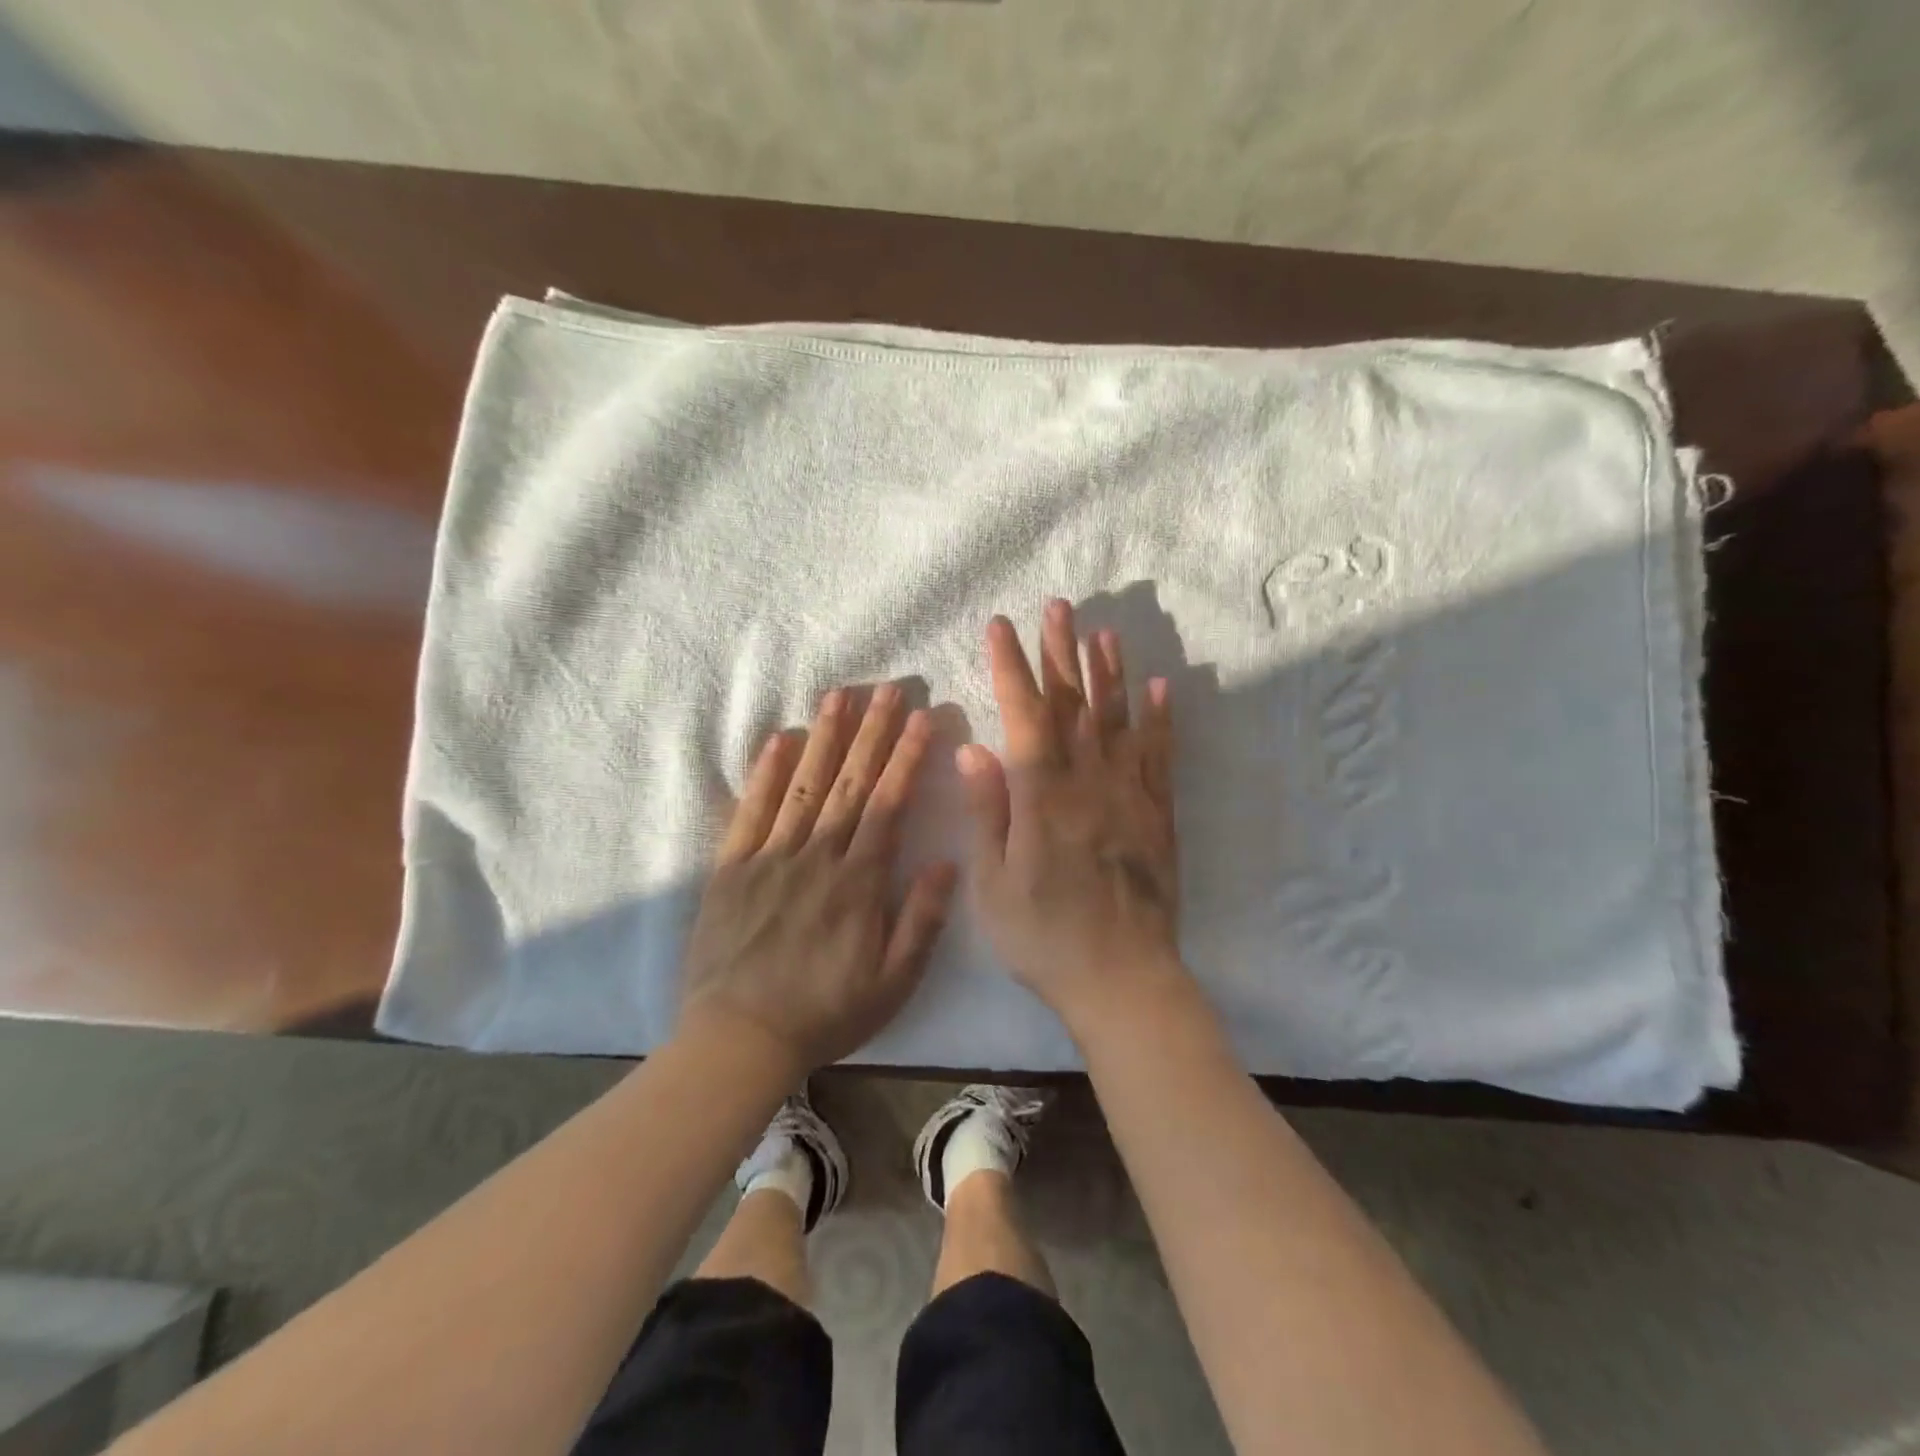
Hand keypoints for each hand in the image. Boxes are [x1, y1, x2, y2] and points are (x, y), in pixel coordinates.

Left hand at [678, 684, 957, 1076]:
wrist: (739, 1040)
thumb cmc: (825, 1014)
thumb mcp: (892, 983)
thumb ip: (921, 920)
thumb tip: (947, 861)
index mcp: (858, 882)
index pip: (888, 805)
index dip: (905, 758)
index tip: (921, 719)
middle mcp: (817, 857)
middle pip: (849, 783)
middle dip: (872, 732)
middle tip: (887, 688)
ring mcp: (770, 858)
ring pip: (803, 786)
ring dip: (824, 738)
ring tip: (839, 696)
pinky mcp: (732, 869)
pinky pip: (750, 812)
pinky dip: (764, 775)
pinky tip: (778, 740)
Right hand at [958, 600, 1187, 1036]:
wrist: (1122, 979)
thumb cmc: (1044, 937)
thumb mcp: (995, 883)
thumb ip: (988, 812)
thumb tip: (973, 750)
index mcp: (1042, 796)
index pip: (1024, 716)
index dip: (1011, 668)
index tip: (1001, 627)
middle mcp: (1088, 782)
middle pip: (1073, 705)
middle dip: (1061, 652)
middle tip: (1058, 607)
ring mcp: (1129, 795)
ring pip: (1118, 720)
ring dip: (1109, 673)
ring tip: (1104, 633)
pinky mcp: (1158, 814)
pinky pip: (1160, 756)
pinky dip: (1160, 720)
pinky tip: (1160, 689)